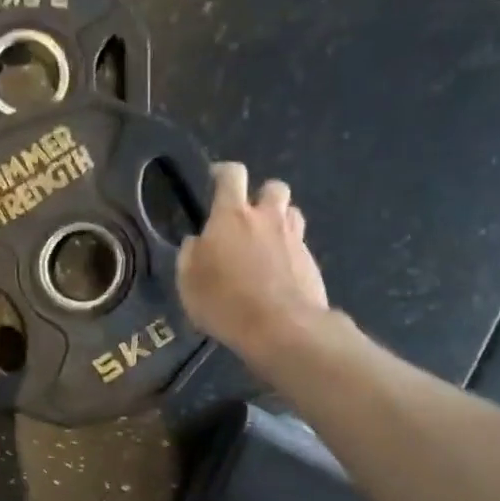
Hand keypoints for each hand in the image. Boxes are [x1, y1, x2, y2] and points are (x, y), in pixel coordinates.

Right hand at [177, 163, 329, 358]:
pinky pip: (298, 244)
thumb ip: (190, 255)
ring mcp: (293, 238)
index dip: (223, 172)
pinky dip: (287, 251)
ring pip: (290, 213)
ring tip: (264, 244)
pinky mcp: (310, 261)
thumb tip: (197, 241)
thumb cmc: (225, 302)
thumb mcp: (188, 282)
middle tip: (246, 217)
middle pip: (272, 187)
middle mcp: (267, 218)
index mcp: (232, 217)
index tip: (215, 179)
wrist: (282, 328)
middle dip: (260, 196)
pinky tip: (277, 274)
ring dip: (278, 221)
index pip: (232, 175)